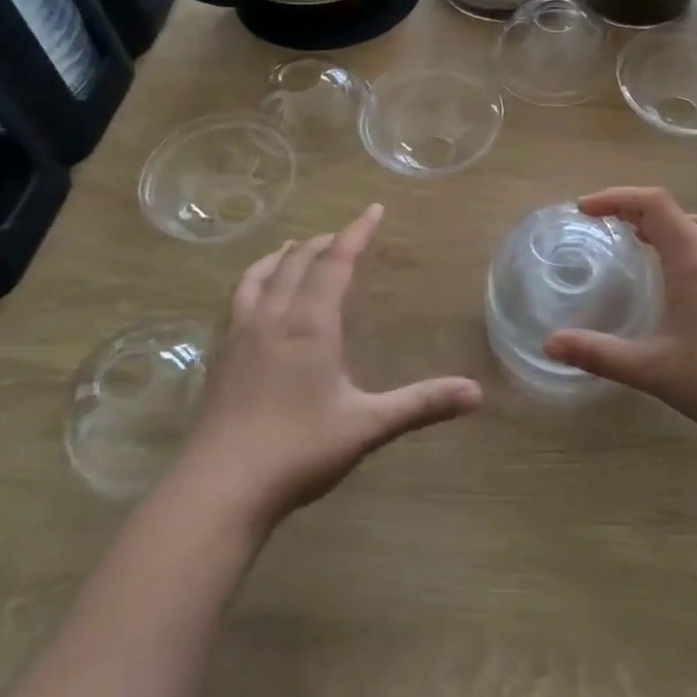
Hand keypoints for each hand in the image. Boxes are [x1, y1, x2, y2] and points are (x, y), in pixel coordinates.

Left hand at [182, 204, 481, 530]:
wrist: (220, 487)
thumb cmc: (299, 450)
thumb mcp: (368, 426)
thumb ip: (421, 404)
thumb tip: (476, 393)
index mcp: (310, 323)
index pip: (336, 261)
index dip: (356, 232)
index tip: (374, 209)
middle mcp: (274, 316)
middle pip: (298, 260)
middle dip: (324, 241)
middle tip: (344, 236)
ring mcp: (241, 333)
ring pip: (261, 274)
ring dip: (284, 255)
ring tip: (295, 249)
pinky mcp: (221, 355)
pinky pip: (239, 298)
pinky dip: (255, 279)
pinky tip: (257, 298)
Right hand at [543, 187, 696, 440]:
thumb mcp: (651, 368)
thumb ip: (599, 353)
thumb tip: (550, 344)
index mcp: (693, 260)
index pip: (654, 203)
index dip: (616, 197)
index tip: (584, 210)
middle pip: (677, 211)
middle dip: (637, 208)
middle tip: (607, 225)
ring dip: (665, 226)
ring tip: (636, 244)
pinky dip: (681, 246)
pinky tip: (669, 282)